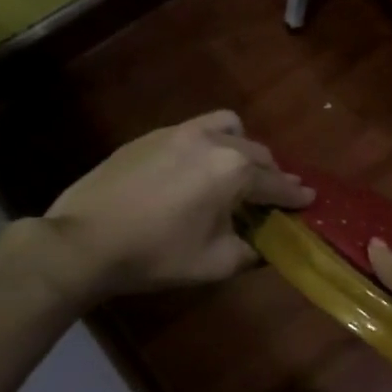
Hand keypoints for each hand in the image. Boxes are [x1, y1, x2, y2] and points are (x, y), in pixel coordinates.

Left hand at [32, 111, 312, 302]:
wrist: (81, 244)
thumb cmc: (156, 255)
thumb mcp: (216, 263)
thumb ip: (252, 252)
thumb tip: (266, 246)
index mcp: (235, 171)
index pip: (278, 184)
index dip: (296, 196)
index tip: (310, 200)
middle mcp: (214, 142)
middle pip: (259, 153)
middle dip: (272, 174)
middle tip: (273, 195)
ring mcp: (179, 134)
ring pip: (229, 128)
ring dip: (242, 148)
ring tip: (236, 170)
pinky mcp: (151, 137)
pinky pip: (195, 130)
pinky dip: (209, 144)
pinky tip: (196, 169)